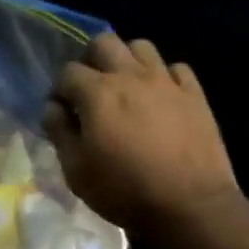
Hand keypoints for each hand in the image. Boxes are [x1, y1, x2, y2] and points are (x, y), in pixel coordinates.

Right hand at [43, 35, 245, 248]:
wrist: (190, 206)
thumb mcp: (76, 171)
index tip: (62, 113)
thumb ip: (60, 133)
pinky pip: (175, 69)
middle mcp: (131, 76)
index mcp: (98, 93)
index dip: (60, 91)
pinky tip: (160, 98)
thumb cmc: (124, 191)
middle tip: (91, 91)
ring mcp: (167, 82)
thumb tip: (54, 109)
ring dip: (127, 61)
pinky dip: (163, 77)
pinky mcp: (195, 94)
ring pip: (141, 47)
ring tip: (125, 89)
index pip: (68, 72)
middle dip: (91, 61)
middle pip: (104, 43)